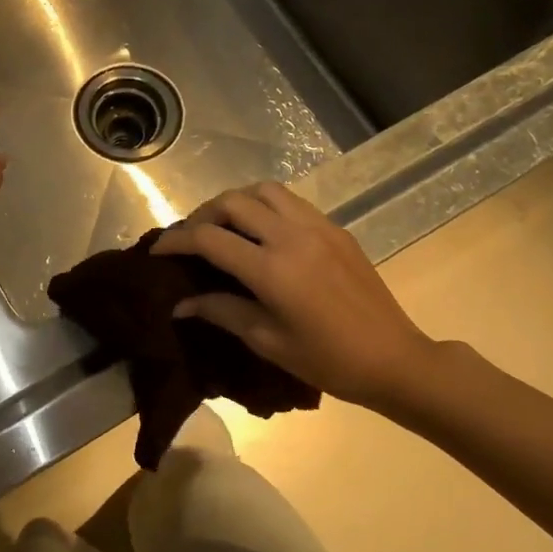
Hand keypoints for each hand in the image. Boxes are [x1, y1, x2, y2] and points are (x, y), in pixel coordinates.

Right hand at [153, 182, 435, 409]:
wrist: (394, 358)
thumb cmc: (328, 361)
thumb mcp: (268, 341)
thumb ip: (221, 312)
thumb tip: (180, 304)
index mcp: (272, 269)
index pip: (209, 238)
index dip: (176, 240)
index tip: (158, 250)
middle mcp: (292, 236)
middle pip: (232, 202)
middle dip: (201, 215)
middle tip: (190, 238)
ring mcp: (317, 226)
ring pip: (263, 190)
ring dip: (234, 202)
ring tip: (223, 227)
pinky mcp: (335, 228)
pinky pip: (290, 201)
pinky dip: (264, 206)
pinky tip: (260, 231)